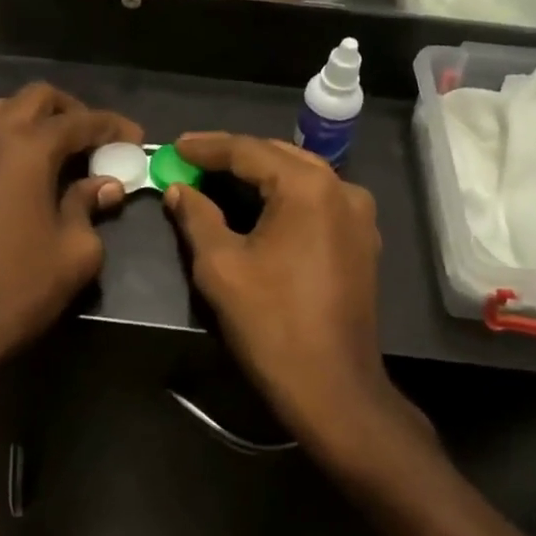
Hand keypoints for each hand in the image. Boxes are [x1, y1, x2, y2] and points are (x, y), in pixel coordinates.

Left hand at [0, 84, 142, 380]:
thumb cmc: (18, 288)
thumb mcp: (74, 251)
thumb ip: (90, 206)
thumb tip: (105, 185)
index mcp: (27, 149)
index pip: (79, 121)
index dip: (112, 126)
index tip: (135, 138)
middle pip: (36, 99)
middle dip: (72, 110)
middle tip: (97, 139)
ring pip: (4, 112)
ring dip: (37, 120)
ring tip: (63, 152)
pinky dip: (12, 140)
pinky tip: (29, 174)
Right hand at [161, 134, 397, 443]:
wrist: (334, 388)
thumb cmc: (272, 324)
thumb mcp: (221, 266)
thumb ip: (196, 216)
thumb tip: (179, 189)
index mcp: (308, 186)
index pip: (248, 150)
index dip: (206, 147)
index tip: (173, 146)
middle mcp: (342, 188)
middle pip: (278, 156)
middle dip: (232, 156)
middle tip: (190, 160)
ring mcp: (359, 214)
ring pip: (300, 176)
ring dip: (259, 174)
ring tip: (216, 177)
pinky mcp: (362, 239)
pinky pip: (317, 201)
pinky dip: (283, 196)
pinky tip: (257, 204)